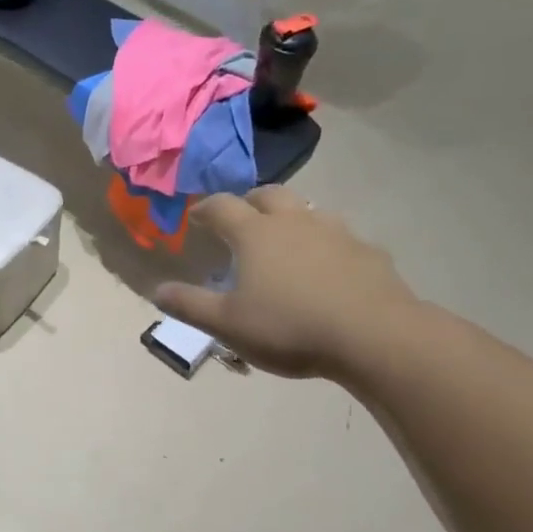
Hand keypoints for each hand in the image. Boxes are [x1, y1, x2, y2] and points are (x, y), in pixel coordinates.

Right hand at [155, 187, 423, 380]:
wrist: (375, 337)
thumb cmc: (291, 327)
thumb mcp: (229, 324)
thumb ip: (190, 305)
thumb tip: (157, 290)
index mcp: (255, 233)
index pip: (221, 206)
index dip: (205, 209)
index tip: (196, 218)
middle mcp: (294, 221)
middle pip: (269, 195)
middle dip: (250, 202)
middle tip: (242, 218)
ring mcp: (336, 232)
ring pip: (308, 210)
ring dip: (292, 218)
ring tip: (286, 240)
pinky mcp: (368, 252)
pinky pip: (342, 238)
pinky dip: (328, 245)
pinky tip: (330, 268)